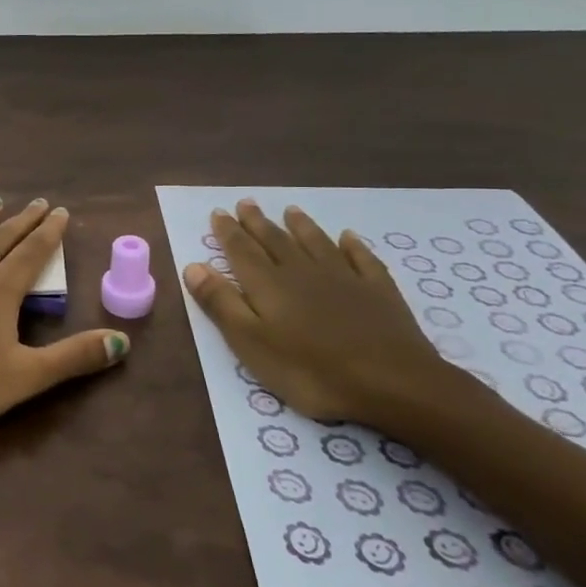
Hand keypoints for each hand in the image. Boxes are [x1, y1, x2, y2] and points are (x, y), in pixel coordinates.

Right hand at [181, 199, 467, 428]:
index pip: (241, 251)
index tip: (218, 212)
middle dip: (258, 222)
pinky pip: (362, 259)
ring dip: (301, 226)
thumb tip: (193, 265)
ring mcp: (344, 279)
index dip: (228, 232)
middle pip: (276, 241)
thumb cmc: (311, 370)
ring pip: (316, 243)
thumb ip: (222, 303)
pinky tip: (348, 238)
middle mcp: (302, 272)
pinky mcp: (379, 292)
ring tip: (290, 210)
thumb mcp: (251, 343)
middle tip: (246, 203)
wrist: (392, 383)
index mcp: (268, 285)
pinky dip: (353, 246)